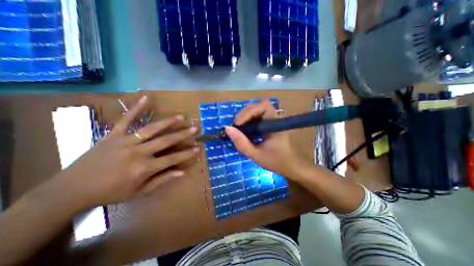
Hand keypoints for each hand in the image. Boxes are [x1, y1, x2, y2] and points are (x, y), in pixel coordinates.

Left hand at [57, 95, 197, 207]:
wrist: (71, 189)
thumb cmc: (110, 193)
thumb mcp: (139, 192)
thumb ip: (162, 180)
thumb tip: (181, 173)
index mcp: (144, 168)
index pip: (172, 158)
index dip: (187, 153)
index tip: (198, 148)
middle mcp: (138, 152)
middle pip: (165, 141)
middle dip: (182, 134)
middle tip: (194, 128)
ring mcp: (125, 141)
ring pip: (151, 129)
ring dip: (168, 122)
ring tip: (180, 117)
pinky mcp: (113, 134)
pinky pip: (126, 119)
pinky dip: (137, 108)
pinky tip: (147, 98)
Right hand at [225, 100, 303, 180]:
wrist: (289, 166)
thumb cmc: (275, 161)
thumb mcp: (255, 155)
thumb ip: (241, 143)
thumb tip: (227, 128)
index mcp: (276, 124)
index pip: (263, 106)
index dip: (249, 112)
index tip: (238, 125)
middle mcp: (275, 118)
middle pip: (259, 105)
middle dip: (245, 114)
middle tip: (236, 126)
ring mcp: (273, 119)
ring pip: (257, 109)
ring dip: (246, 116)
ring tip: (239, 127)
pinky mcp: (270, 123)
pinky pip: (257, 116)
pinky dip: (249, 119)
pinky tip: (245, 128)